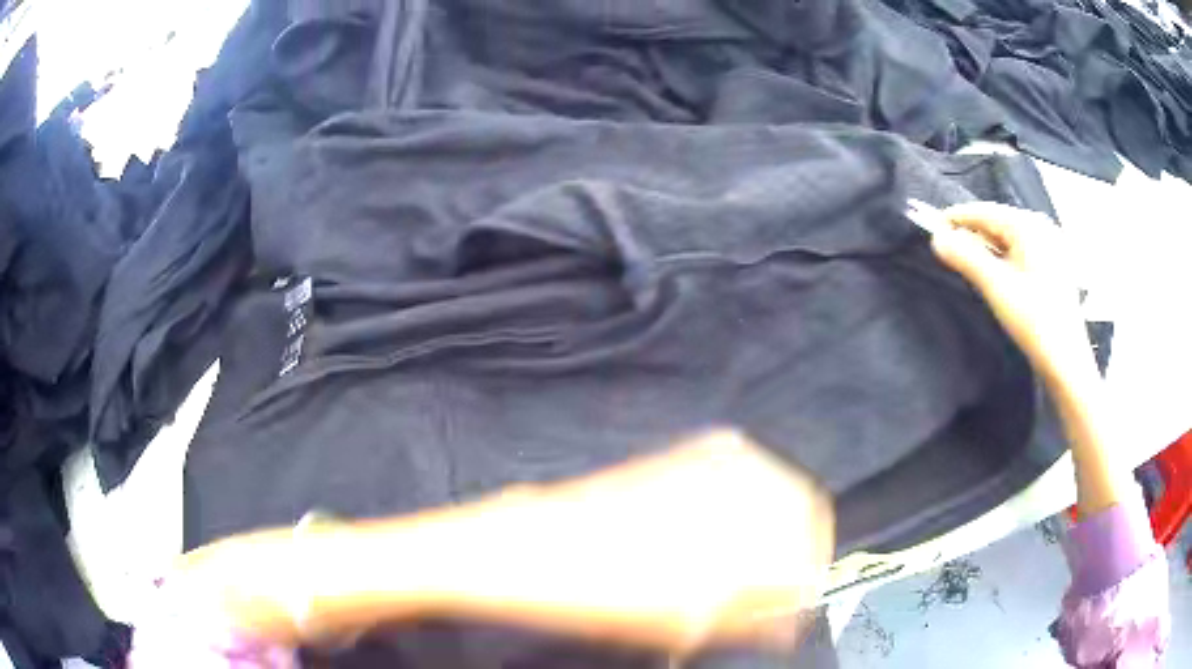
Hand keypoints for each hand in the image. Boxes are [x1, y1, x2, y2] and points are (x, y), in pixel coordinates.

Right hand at [931, 201, 1091, 381]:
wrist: (1067, 362)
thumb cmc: (1034, 321)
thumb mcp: (996, 287)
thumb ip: (965, 257)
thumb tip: (937, 238)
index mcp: (1028, 224)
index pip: (983, 211)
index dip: (955, 219)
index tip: (931, 230)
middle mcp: (1041, 226)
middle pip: (997, 223)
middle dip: (972, 236)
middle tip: (949, 253)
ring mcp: (1051, 245)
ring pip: (1009, 239)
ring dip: (988, 250)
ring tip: (970, 266)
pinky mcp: (1055, 265)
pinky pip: (1022, 252)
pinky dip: (1005, 259)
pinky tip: (998, 276)